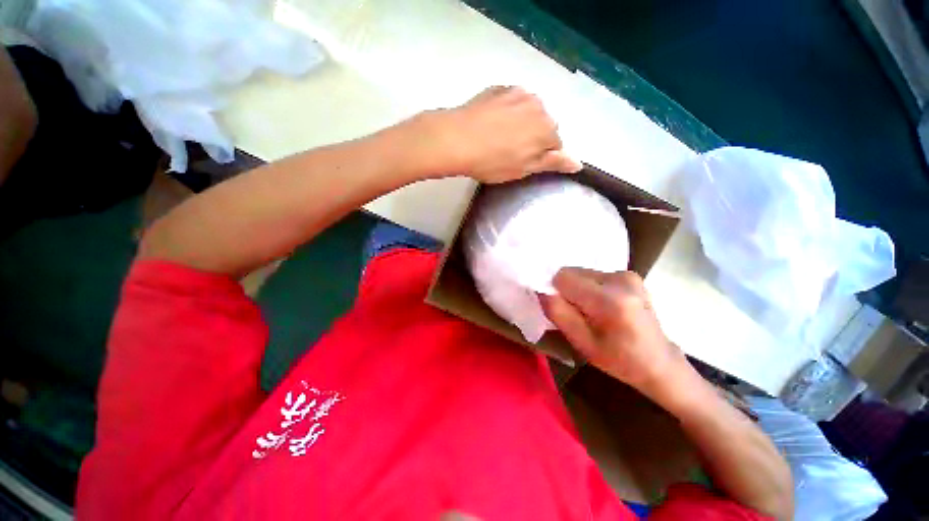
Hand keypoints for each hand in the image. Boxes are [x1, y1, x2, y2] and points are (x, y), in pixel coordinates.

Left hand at [421, 86, 581, 182]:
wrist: (457, 139)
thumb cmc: (493, 161)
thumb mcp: (524, 169)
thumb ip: (552, 163)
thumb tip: (578, 163)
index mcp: (547, 129)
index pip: (555, 144)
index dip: (540, 156)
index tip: (523, 162)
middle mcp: (539, 105)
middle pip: (543, 124)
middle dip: (532, 137)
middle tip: (509, 151)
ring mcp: (518, 93)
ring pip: (528, 111)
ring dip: (521, 122)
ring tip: (499, 136)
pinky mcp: (500, 88)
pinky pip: (511, 101)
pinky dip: (506, 111)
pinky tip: (491, 123)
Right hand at [541, 268, 688, 397]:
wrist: (659, 362)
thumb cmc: (619, 359)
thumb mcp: (581, 343)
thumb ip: (558, 313)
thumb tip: (542, 290)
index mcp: (609, 300)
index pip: (563, 277)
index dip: (556, 292)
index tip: (563, 310)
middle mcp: (620, 279)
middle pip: (572, 272)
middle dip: (567, 290)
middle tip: (578, 313)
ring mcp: (627, 275)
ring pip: (581, 272)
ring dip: (578, 289)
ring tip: (592, 311)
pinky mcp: (630, 274)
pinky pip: (594, 275)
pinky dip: (590, 288)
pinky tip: (602, 306)